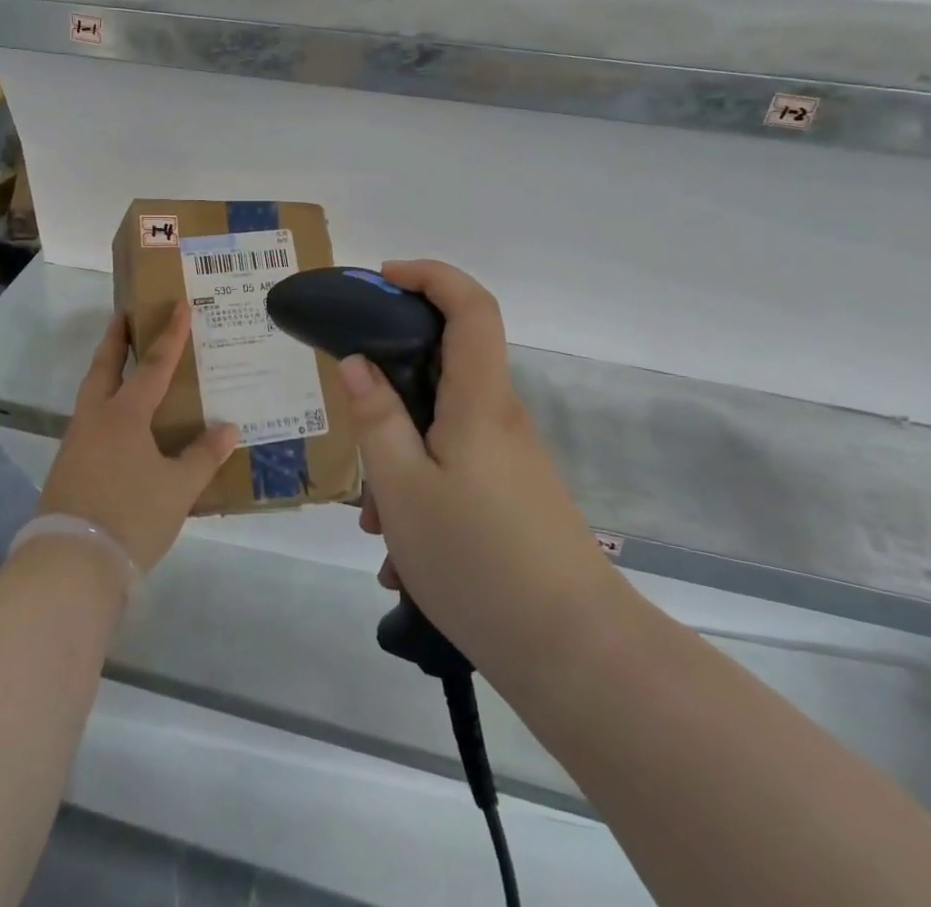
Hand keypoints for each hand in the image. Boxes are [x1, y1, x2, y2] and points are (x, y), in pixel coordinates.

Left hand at [37, 304, 238, 573]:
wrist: (71, 564)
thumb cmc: (131, 516)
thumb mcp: (177, 489)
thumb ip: (202, 456)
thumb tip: (227, 429)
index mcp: (124, 415)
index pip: (153, 365)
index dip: (170, 335)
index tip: (179, 305)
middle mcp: (96, 418)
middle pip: (105, 367)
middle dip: (116, 339)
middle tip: (125, 315)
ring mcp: (76, 442)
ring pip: (92, 393)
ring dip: (107, 371)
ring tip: (124, 365)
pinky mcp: (67, 467)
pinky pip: (89, 421)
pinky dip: (104, 405)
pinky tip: (118, 424)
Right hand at [344, 261, 616, 683]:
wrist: (576, 654)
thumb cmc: (478, 560)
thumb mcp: (403, 488)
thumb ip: (376, 418)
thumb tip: (356, 361)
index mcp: (479, 399)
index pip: (470, 306)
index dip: (430, 275)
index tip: (382, 280)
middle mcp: (500, 417)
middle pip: (445, 366)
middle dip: (391, 387)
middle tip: (354, 426)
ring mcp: (510, 458)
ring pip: (441, 427)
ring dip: (399, 456)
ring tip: (373, 521)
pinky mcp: (513, 494)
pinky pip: (455, 466)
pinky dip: (420, 488)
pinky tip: (400, 553)